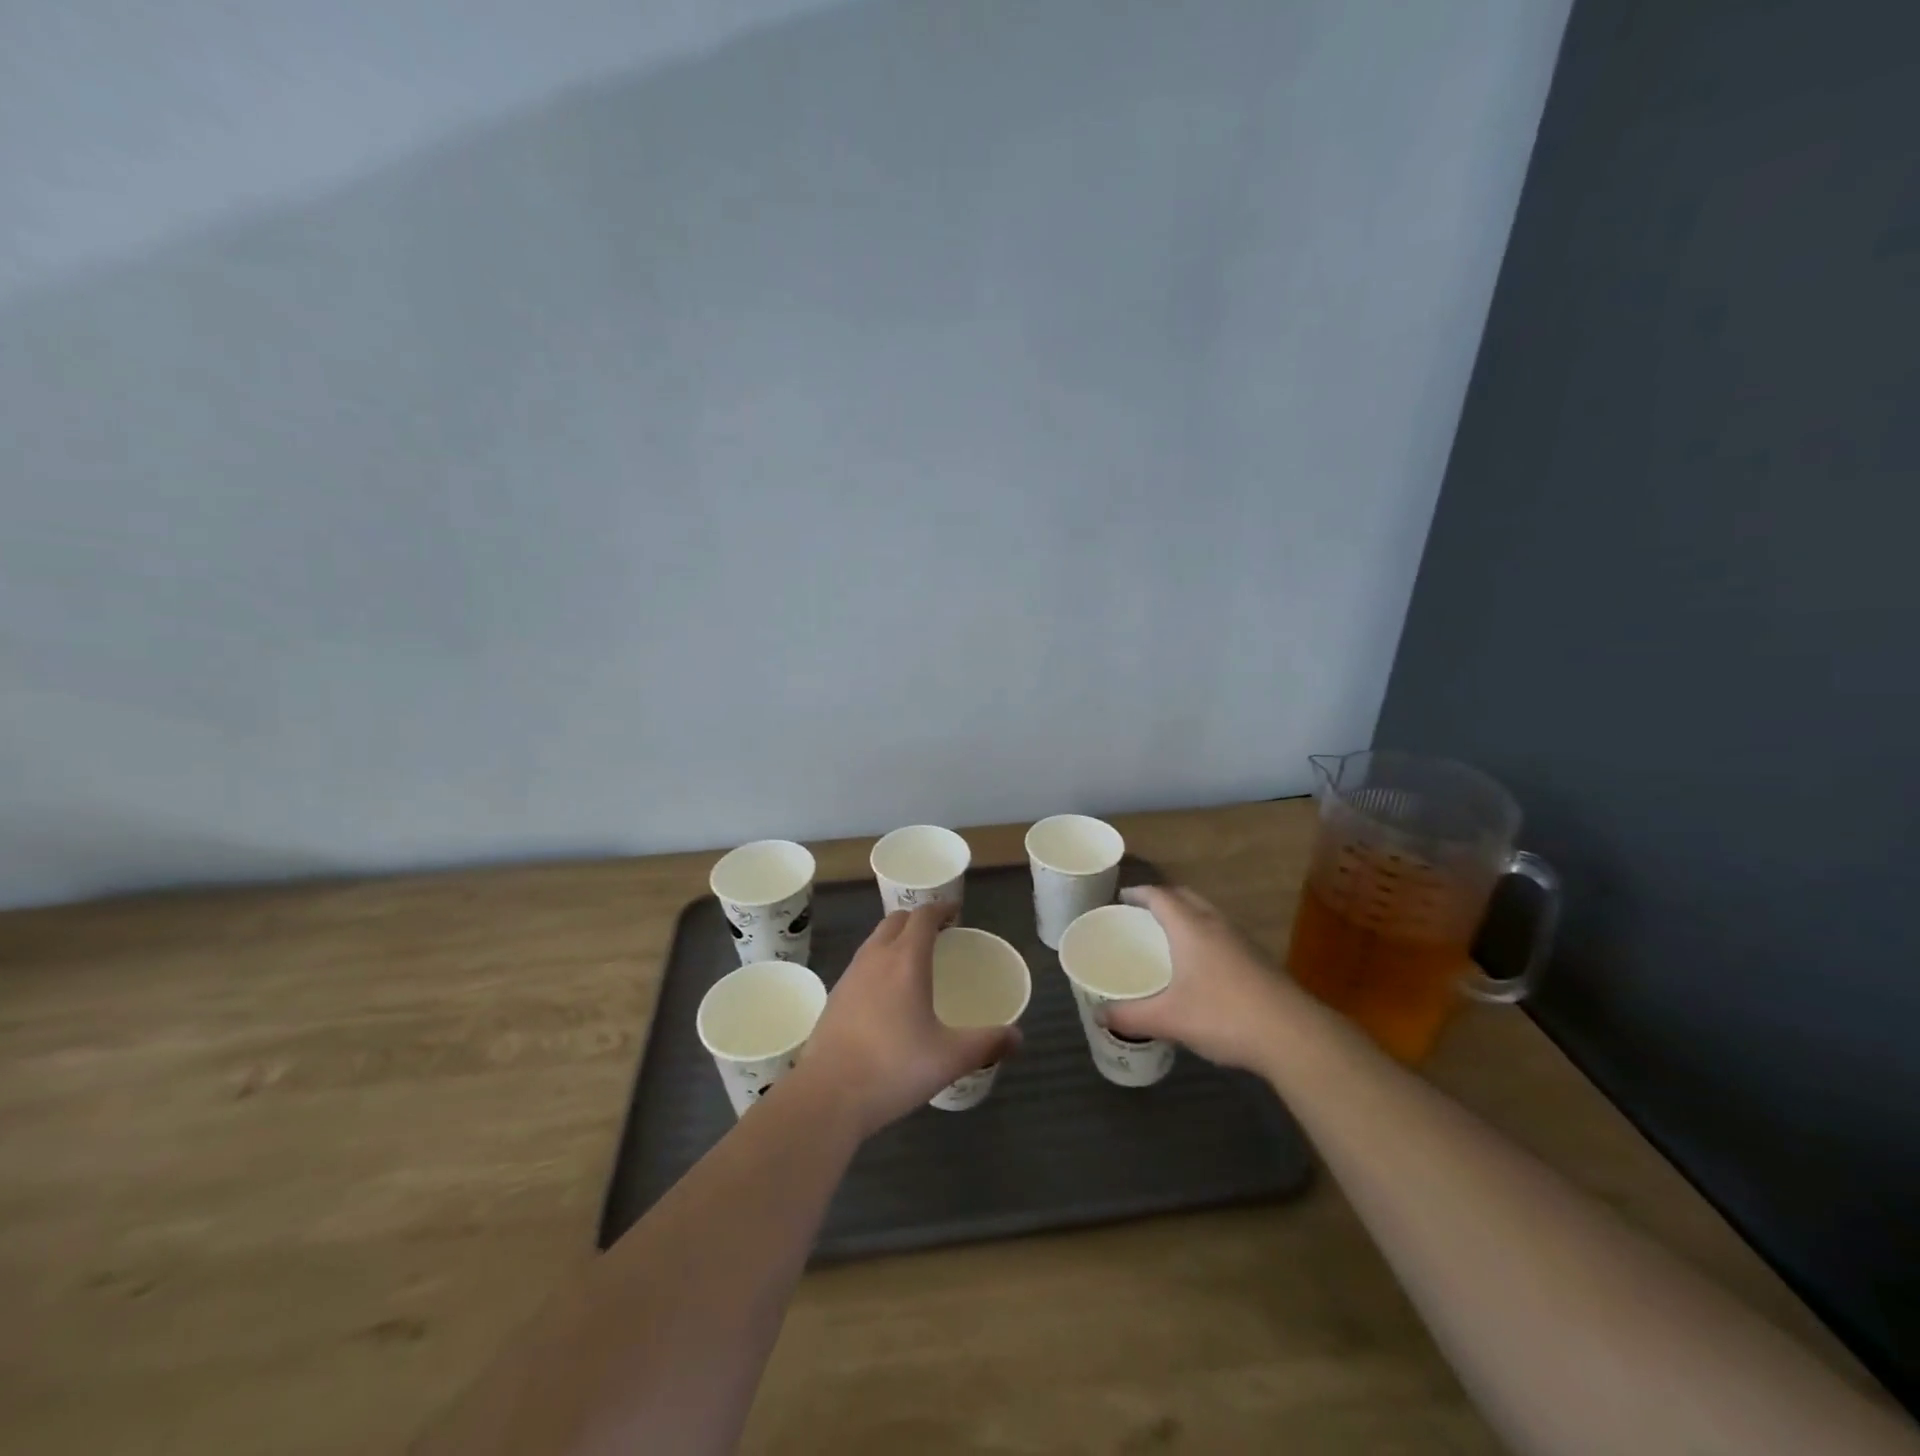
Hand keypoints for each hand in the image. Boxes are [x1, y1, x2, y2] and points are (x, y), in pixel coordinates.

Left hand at [793, 904, 1020, 1138]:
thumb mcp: (950, 1058)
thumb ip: (987, 1043)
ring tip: (914, 962)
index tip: (956, 912)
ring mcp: (849, 976)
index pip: (923, 916)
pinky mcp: (834, 998)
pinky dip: (878, 963)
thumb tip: (1018, 1037)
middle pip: (895, 921)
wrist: (827, 1095)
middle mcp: (875, 958)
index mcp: (905, 960)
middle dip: (918, 920)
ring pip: (875, 941)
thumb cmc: (893, 1068)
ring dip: (895, 940)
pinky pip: (861, 965)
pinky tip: (887, 995)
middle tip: (939, 935)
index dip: (941, 908)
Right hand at [1104, 885, 1303, 1072]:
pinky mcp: (1258, 959)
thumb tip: (1100, 1016)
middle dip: (1163, 899)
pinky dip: (1205, 935)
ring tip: (1169, 935)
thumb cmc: (1223, 1015)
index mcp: (1190, 928)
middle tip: (1142, 913)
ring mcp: (1242, 940)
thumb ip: (1131, 1016)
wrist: (1293, 1035)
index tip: (1122, 898)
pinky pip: (1223, 934)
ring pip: (1208, 914)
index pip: (1160, 896)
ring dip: (1187, 915)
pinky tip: (1201, 964)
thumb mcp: (1169, 1019)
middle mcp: (1216, 924)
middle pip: (1186, 897)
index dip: (1139, 893)